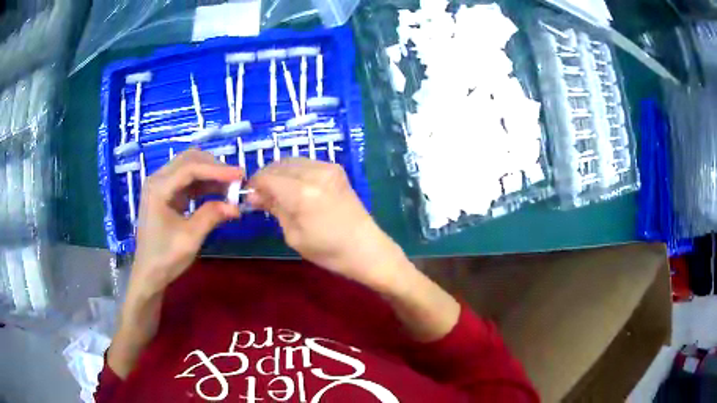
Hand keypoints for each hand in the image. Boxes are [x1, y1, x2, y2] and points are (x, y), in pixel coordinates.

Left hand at [131, 149, 242, 296]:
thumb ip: (211, 216)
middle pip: (189, 160)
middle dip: (214, 167)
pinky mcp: (166, 193)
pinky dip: (204, 183)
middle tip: (236, 181)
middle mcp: (157, 179)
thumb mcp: (190, 238)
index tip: (240, 176)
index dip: (217, 170)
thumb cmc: (165, 258)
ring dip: (210, 173)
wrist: (149, 273)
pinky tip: (218, 191)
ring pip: (189, 166)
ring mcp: (161, 185)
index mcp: (158, 188)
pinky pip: (188, 179)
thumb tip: (236, 206)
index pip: (190, 168)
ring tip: (230, 186)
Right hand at [247, 158, 406, 289]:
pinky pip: (306, 163)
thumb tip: (255, 195)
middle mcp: (314, 173)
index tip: (250, 198)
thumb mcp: (293, 235)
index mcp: (301, 193)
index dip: (254, 185)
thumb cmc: (329, 251)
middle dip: (266, 178)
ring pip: (291, 161)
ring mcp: (328, 167)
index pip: (266, 177)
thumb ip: (274, 209)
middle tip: (262, 197)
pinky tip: (295, 188)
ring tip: (277, 193)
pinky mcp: (336, 169)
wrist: (367, 248)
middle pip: (278, 165)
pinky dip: (294, 172)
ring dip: (279, 173)